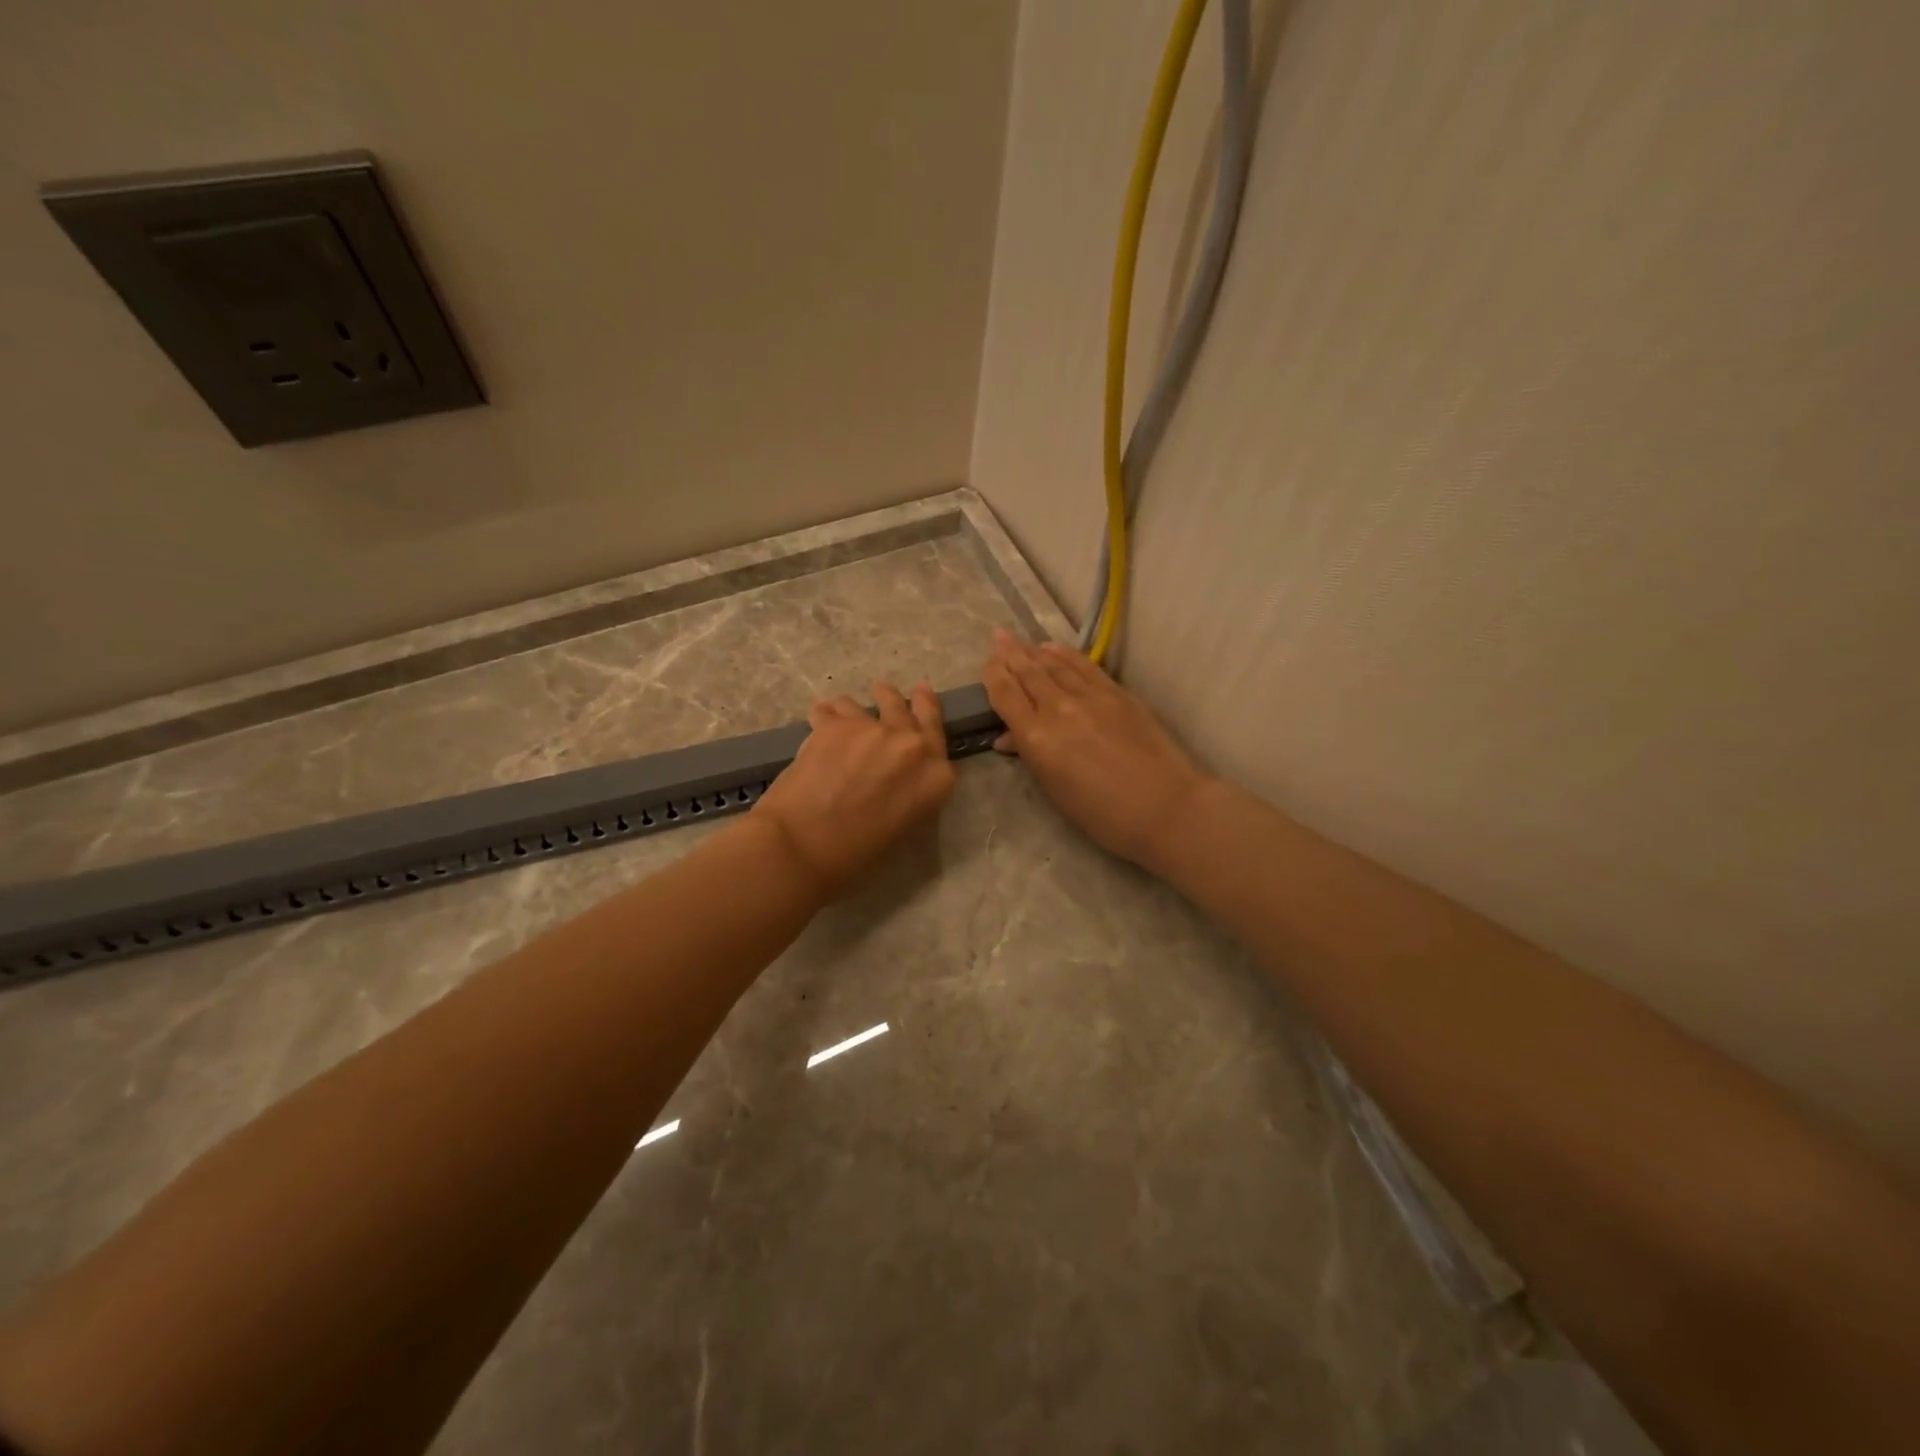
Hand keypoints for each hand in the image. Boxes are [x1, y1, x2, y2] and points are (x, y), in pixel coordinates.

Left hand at [752, 681, 956, 896]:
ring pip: (869, 705)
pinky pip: (832, 709)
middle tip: (889, 690)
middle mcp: (913, 745)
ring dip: (858, 708)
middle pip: (912, 710)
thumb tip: (896, 777)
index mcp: (936, 777)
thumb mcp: (902, 826)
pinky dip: (826, 714)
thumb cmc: (855, 854)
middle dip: (902, 699)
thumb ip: (909, 792)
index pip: (938, 738)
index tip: (922, 707)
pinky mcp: (836, 724)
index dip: (928, 720)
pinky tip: (819, 717)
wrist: (803, 846)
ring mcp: (874, 729)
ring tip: (847, 707)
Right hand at [982, 629, 1209, 872]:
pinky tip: (1054, 647)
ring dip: (1034, 651)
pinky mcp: (1117, 692)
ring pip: (1055, 664)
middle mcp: (1058, 708)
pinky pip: (1084, 665)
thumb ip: (1030, 756)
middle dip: (1010, 653)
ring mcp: (1090, 696)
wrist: (1164, 806)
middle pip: (1028, 672)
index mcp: (1037, 737)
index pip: (1006, 694)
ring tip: (1020, 641)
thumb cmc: (1102, 814)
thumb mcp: (1055, 790)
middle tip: (997, 637)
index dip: (993, 675)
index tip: (986, 663)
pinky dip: (1065, 654)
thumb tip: (1008, 738)